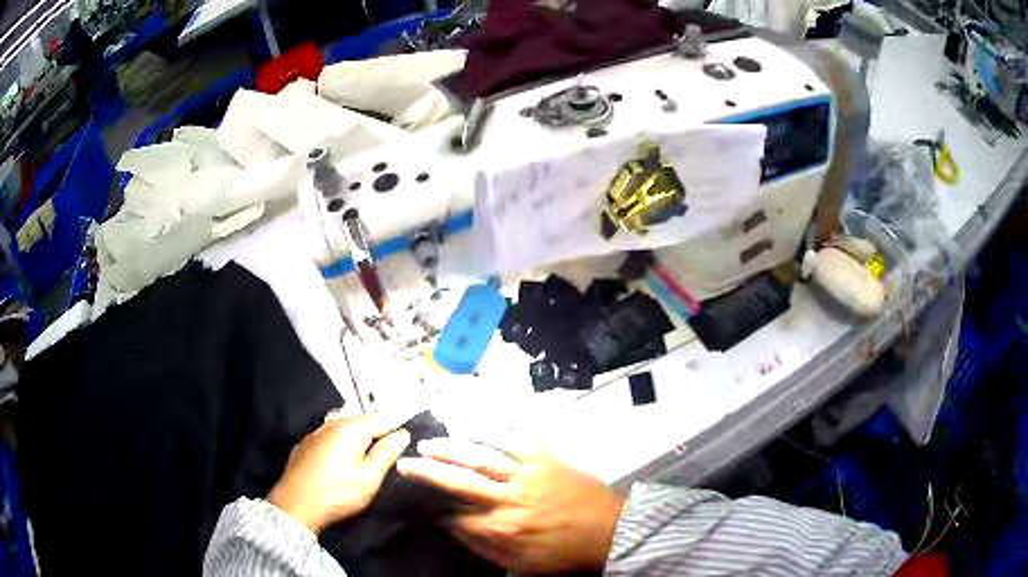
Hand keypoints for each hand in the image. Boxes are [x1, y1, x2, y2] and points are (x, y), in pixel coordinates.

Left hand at [268, 412, 410, 533]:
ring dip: (360, 432)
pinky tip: (344, 452)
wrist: (295, 505)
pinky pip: (330, 434)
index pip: (382, 418)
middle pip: (362, 419)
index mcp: (351, 429)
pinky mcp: (306, 444)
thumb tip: (402, 434)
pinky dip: (343, 438)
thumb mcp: (369, 479)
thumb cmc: (337, 493)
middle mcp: (332, 424)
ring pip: (345, 425)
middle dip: (379, 426)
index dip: (398, 422)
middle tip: (394, 438)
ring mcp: (316, 433)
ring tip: (372, 445)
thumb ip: (386, 454)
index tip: (411, 427)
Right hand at [396, 438, 625, 573]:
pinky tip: (475, 425)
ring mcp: (528, 475)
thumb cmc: (566, 553)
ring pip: (482, 458)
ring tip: (429, 444)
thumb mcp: (522, 565)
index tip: (421, 506)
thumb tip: (456, 532)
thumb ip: (486, 549)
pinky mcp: (546, 460)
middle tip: (405, 464)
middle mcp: (509, 499)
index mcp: (503, 528)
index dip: (435, 512)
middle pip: (460, 482)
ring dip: (452, 449)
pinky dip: (494, 432)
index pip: (457, 517)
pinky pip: (517, 441)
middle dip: (428, 472)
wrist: (611, 532)